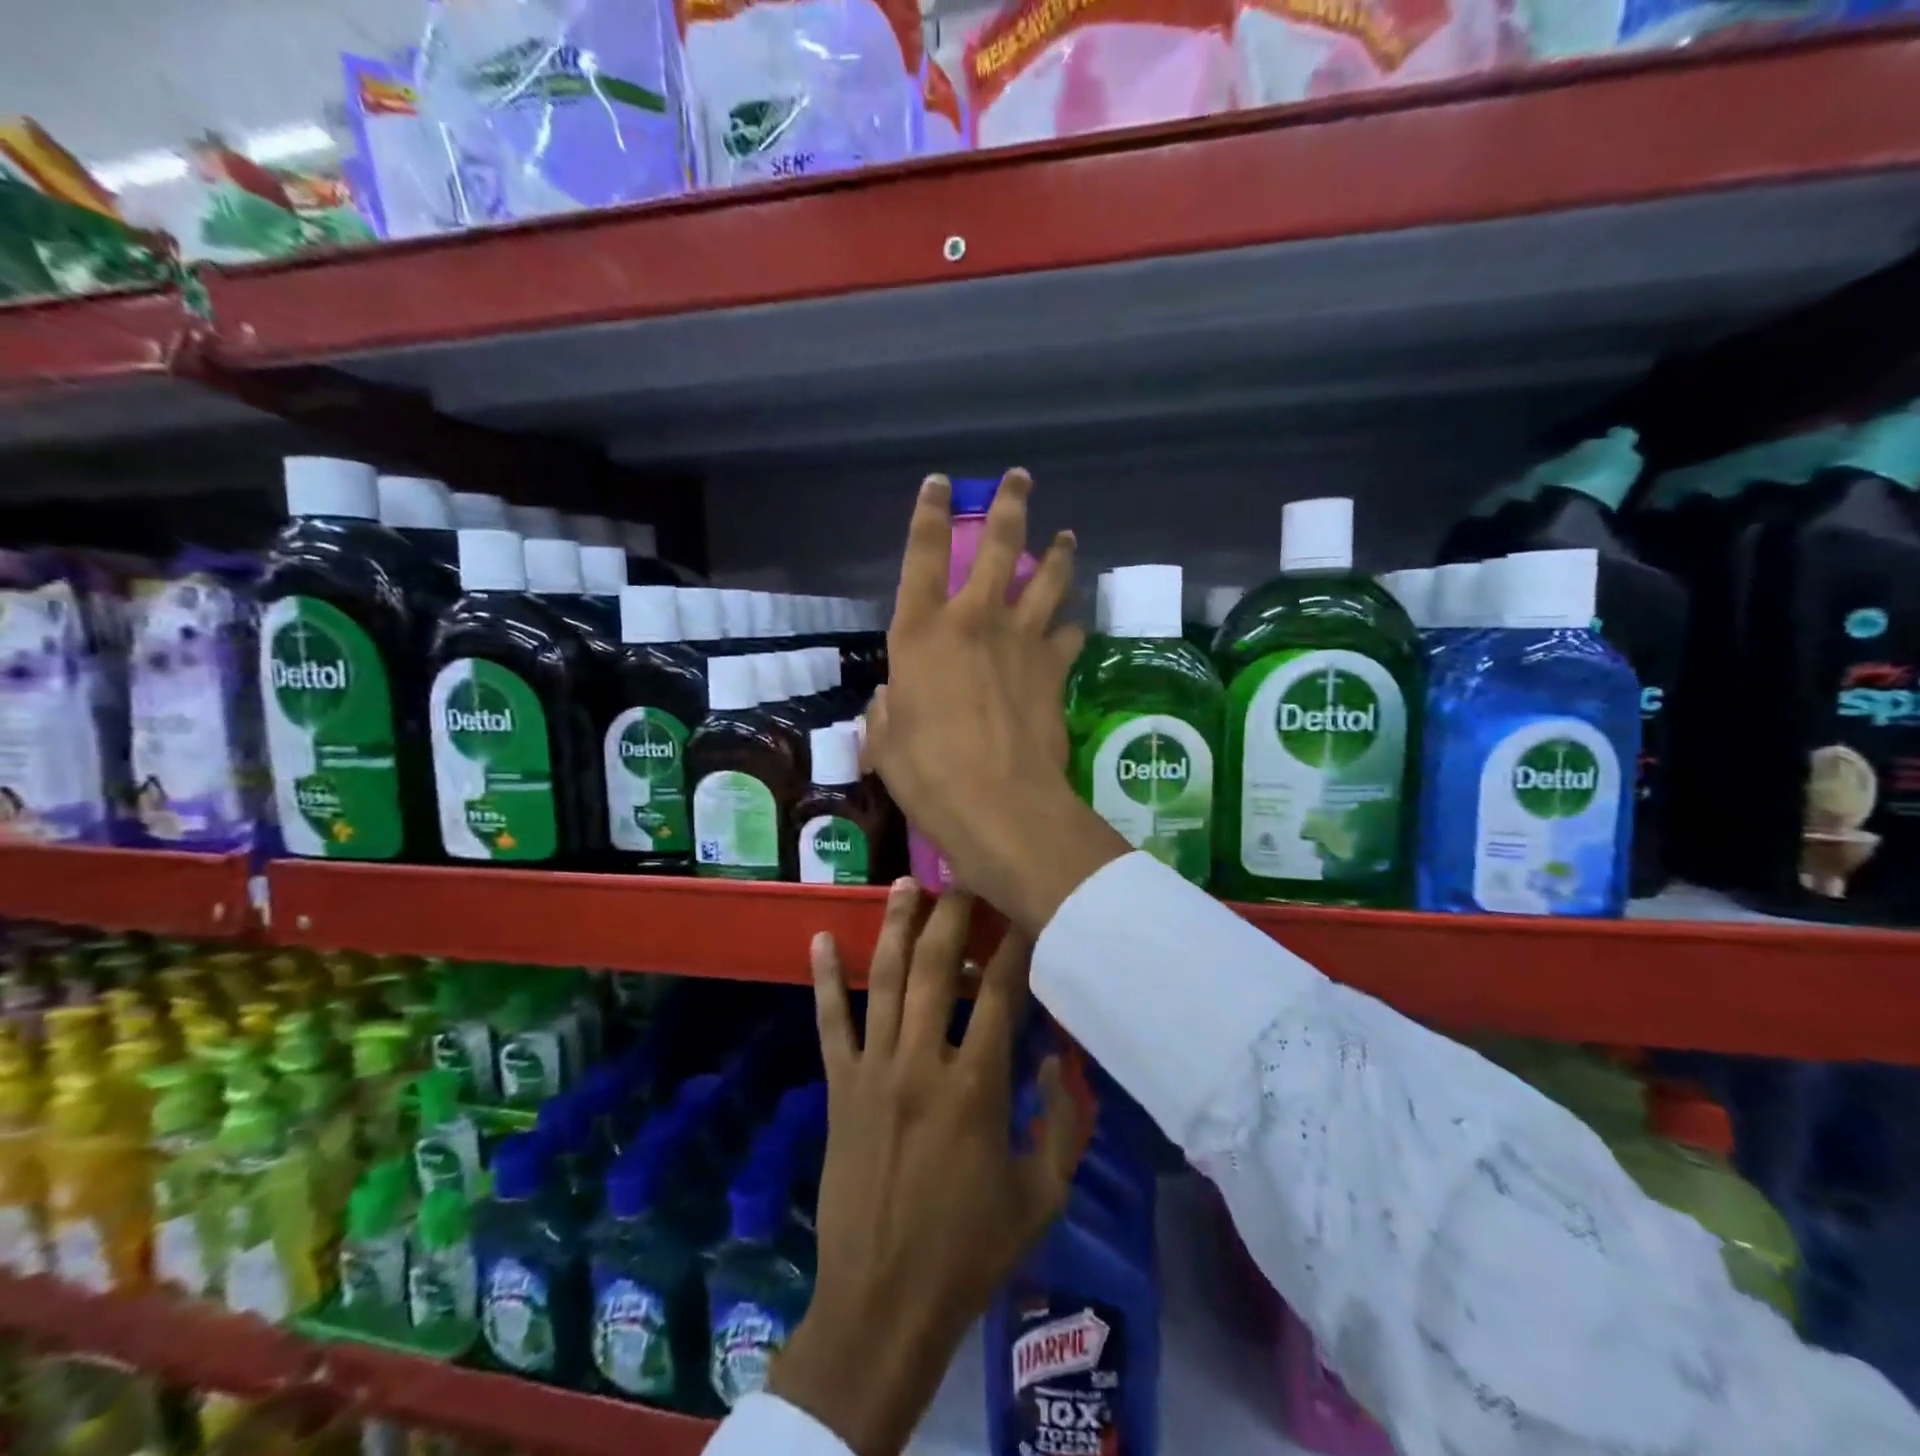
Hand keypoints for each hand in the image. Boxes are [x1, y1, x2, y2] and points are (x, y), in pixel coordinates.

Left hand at [770, 879, 1090, 1455]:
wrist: (883, 1304)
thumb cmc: (969, 1252)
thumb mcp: (1041, 1196)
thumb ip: (1062, 1123)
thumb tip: (1059, 1061)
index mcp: (975, 1087)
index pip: (1000, 992)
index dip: (1014, 943)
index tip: (1023, 907)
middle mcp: (920, 1063)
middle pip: (935, 968)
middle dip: (952, 914)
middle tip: (964, 876)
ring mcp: (872, 1071)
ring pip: (883, 980)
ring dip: (895, 926)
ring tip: (907, 884)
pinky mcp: (838, 1087)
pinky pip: (830, 1022)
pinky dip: (824, 978)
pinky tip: (819, 939)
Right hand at [865, 470, 1130, 934]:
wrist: (999, 802)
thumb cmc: (927, 772)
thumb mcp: (886, 743)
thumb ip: (886, 713)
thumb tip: (889, 703)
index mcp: (921, 631)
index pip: (924, 554)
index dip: (931, 512)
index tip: (942, 483)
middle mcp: (974, 620)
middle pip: (999, 546)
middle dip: (1010, 505)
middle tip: (1021, 478)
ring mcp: (1021, 640)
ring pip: (1047, 580)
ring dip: (1058, 555)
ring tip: (1068, 536)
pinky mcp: (1054, 669)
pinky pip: (1067, 634)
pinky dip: (1069, 626)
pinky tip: (1073, 623)